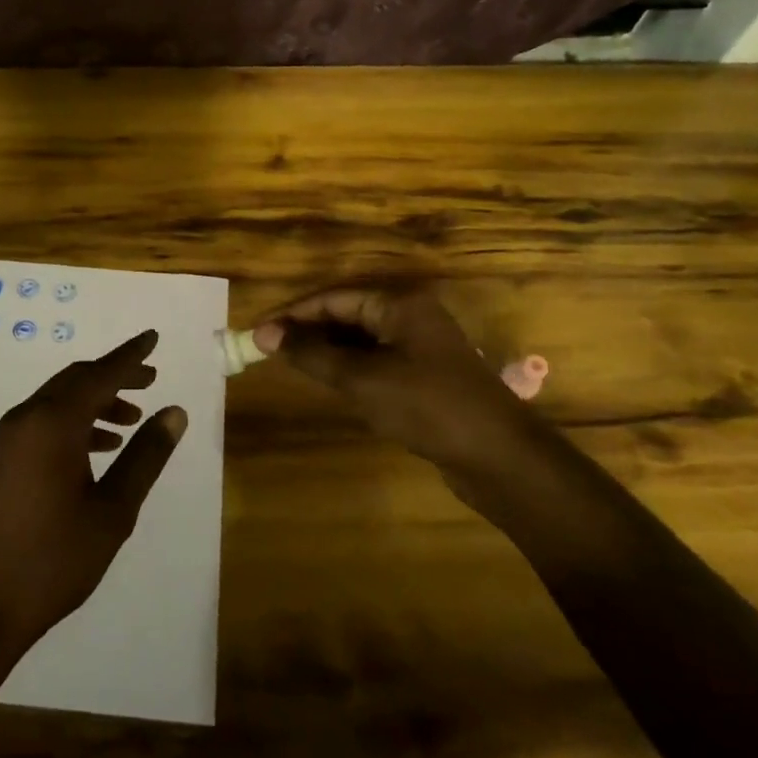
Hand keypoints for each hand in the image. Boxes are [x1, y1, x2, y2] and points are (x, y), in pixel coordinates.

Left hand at [0, 329, 187, 663]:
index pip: (100, 373)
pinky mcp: (2, 460)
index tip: (153, 338)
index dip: (130, 356)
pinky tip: (99, 449)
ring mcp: (9, 439)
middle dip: (114, 376)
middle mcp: (26, 419)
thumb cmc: (55, 559)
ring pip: (59, 401)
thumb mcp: (113, 510)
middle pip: (76, 380)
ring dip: (96, 401)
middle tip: (150, 381)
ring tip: (132, 420)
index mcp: (53, 423)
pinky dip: (75, 422)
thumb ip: (145, 457)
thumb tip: (174, 412)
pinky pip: (44, 422)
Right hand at [252, 286, 541, 493]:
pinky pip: (376, 362)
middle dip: (309, 332)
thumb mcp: (362, 379)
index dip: (293, 315)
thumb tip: (264, 334)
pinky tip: (330, 384)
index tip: (258, 333)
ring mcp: (421, 347)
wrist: (499, 458)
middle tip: (268, 351)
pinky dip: (349, 369)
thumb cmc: (427, 406)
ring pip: (361, 341)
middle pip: (347, 315)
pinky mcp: (426, 376)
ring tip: (291, 366)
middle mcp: (411, 317)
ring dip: (327, 351)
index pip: (334, 299)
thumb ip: (312, 355)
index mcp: (399, 304)